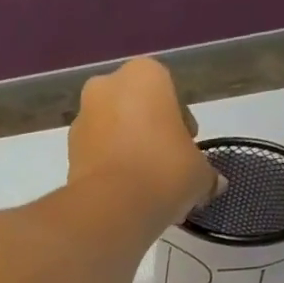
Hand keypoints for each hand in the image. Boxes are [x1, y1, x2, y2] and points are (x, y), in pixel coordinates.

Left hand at [67, 59, 222, 224]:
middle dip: (151, 137)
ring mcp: (82, 119)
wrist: (112, 208)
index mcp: (144, 74)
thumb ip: (207, 173)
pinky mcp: (68, 153)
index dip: (182, 127)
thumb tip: (215, 184)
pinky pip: (97, 158)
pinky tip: (125, 198)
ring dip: (128, 154)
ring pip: (114, 134)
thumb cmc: (164, 173)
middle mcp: (107, 86)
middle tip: (166, 170)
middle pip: (137, 112)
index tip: (186, 152)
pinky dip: (110, 171)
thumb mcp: (199, 173)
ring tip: (145, 190)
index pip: (171, 95)